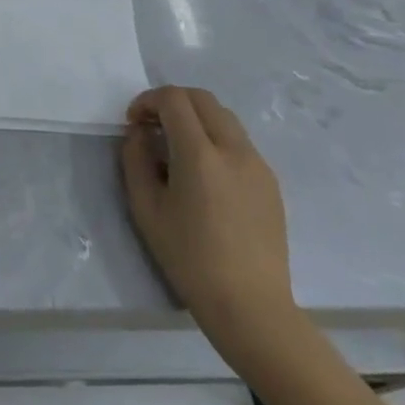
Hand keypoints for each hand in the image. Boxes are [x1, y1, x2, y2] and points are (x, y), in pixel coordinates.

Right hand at [121, 86, 296, 355]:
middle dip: (172, 102)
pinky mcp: (270, 182)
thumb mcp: (146, 209)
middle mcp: (233, 149)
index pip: (174, 99)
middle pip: (201, 98)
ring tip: (177, 148)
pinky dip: (215, 138)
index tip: (134, 123)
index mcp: (200, 154)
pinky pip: (239, 142)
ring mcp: (257, 164)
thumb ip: (136, 160)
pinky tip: (204, 174)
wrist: (251, 307)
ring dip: (195, 118)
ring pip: (223, 117)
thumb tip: (139, 134)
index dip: (148, 101)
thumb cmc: (190, 259)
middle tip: (152, 126)